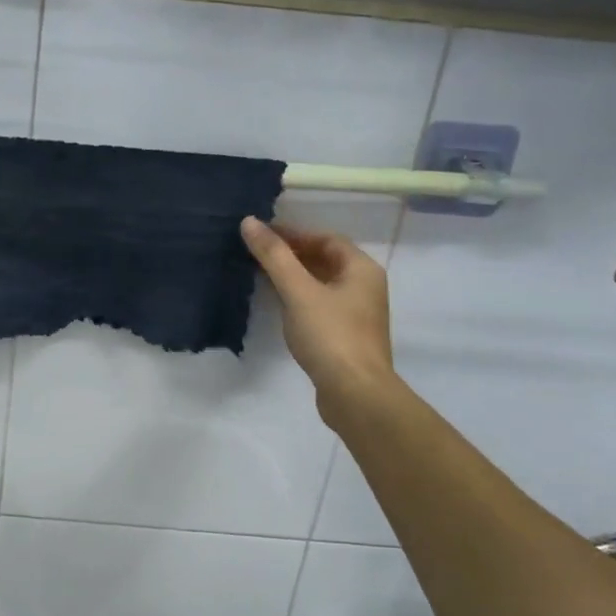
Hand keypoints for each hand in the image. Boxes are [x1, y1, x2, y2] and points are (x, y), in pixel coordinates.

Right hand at [241, 217, 395, 414]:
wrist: (355, 394)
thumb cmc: (330, 335)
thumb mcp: (298, 291)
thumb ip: (274, 256)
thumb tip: (250, 222)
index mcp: (362, 270)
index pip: (327, 239)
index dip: (295, 234)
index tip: (263, 236)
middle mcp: (365, 287)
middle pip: (326, 260)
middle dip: (292, 255)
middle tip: (257, 254)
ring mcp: (357, 314)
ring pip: (322, 285)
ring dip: (294, 277)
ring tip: (261, 276)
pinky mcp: (346, 337)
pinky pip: (320, 306)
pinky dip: (299, 299)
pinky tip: (278, 306)